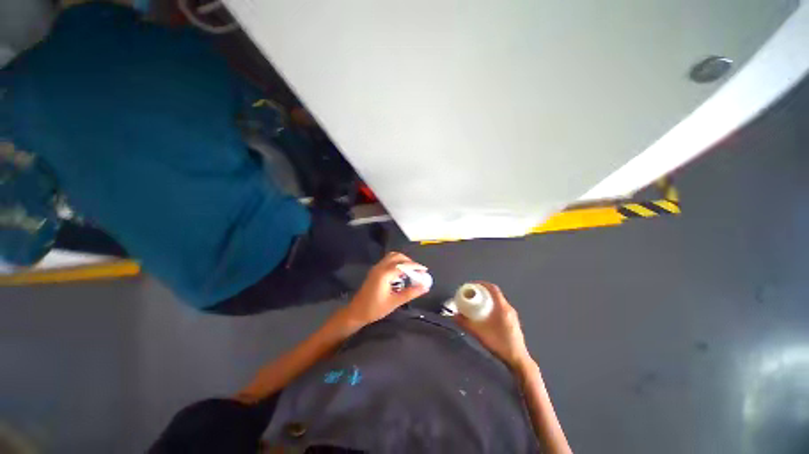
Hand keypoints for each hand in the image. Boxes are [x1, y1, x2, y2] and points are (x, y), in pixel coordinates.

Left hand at [343, 252, 429, 325]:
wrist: (356, 312)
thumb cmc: (375, 309)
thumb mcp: (395, 302)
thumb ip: (411, 293)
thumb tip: (425, 287)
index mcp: (384, 274)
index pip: (403, 265)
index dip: (415, 266)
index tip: (425, 271)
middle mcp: (380, 267)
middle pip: (397, 256)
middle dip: (409, 261)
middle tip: (418, 271)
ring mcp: (376, 268)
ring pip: (392, 257)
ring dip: (403, 261)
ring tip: (410, 272)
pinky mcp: (375, 271)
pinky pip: (388, 261)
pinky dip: (397, 263)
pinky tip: (401, 274)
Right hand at [453, 282, 532, 369]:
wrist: (518, 360)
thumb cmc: (499, 345)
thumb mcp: (479, 333)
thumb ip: (465, 323)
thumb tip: (454, 316)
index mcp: (503, 308)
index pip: (493, 288)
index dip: (481, 284)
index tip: (472, 285)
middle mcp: (509, 309)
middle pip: (495, 293)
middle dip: (482, 291)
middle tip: (472, 294)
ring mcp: (512, 315)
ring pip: (498, 301)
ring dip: (487, 299)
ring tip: (476, 303)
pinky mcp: (513, 321)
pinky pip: (500, 307)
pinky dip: (491, 305)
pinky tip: (485, 314)